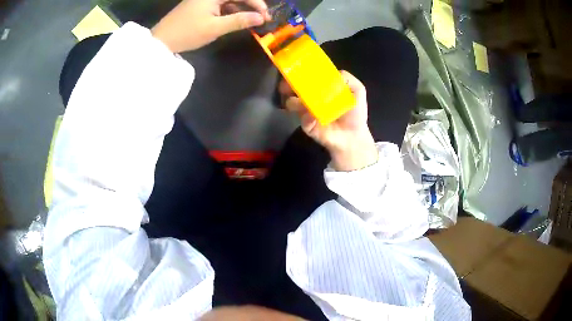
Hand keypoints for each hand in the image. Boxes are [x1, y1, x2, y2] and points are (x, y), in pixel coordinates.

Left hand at [151, 0, 270, 52]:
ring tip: (250, 20)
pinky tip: (234, 19)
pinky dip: (229, 11)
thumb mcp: (215, 28)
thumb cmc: (187, 33)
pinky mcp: (200, 5)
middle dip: (251, 5)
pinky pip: (220, 4)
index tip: (266, 16)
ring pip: (229, 0)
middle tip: (261, 18)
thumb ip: (239, 21)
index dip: (257, 3)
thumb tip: (261, 18)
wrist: (161, 40)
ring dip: (241, 8)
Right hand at [279, 71, 378, 170]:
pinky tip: (315, 117)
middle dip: (287, 85)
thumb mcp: (357, 90)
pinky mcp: (307, 126)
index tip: (295, 69)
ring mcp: (306, 112)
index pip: (306, 77)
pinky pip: (303, 119)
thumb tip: (334, 72)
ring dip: (295, 101)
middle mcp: (310, 98)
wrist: (354, 135)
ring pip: (292, 103)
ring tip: (304, 102)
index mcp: (320, 88)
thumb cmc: (354, 112)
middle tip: (286, 85)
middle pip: (293, 88)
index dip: (300, 72)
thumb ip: (348, 79)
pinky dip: (307, 117)